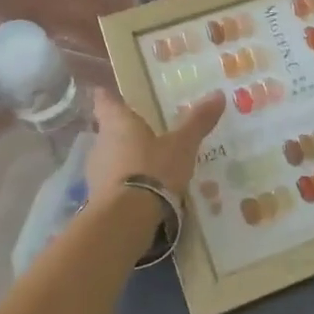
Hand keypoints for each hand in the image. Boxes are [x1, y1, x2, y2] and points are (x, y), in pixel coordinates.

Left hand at [86, 87, 224, 199]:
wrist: (125, 220)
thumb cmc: (152, 170)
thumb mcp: (182, 145)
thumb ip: (197, 121)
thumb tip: (218, 94)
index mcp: (117, 123)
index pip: (105, 101)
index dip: (108, 96)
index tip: (112, 92)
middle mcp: (100, 143)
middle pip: (108, 130)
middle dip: (124, 131)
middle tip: (146, 131)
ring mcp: (95, 173)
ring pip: (110, 157)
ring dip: (125, 159)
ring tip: (149, 163)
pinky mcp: (97, 198)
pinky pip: (113, 183)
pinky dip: (126, 183)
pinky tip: (144, 190)